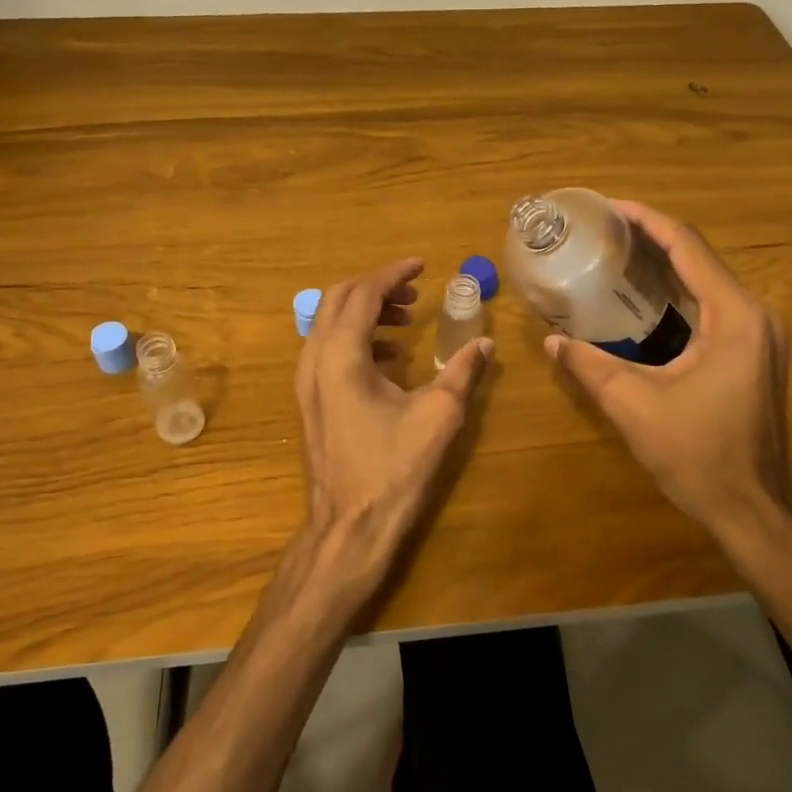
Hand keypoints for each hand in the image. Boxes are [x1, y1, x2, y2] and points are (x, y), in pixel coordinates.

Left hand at [291, 258, 493, 619]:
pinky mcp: (309, 400)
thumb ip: (462, 372)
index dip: (393, 274)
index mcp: (341, 355)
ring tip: (406, 319)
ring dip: (366, 312)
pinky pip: (327, 349)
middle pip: (338, 299)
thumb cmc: (393, 469)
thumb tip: (486, 344)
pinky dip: (357, 338)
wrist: (349, 526)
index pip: (363, 293)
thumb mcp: (438, 416)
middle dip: (377, 287)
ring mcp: (306, 381)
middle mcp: (314, 359)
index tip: (422, 265)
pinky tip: (390, 357)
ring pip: (329, 323)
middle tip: (414, 289)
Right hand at [544, 200, 791, 587]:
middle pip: (700, 258)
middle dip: (652, 239)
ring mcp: (762, 335)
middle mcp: (756, 316)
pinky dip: (679, 293)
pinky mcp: (756, 354)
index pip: (688, 248)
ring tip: (617, 254)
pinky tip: (645, 297)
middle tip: (604, 231)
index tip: (610, 206)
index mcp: (734, 317)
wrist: (752, 510)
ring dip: (666, 265)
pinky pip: (714, 306)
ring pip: (708, 281)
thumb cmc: (697, 455)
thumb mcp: (632, 405)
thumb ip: (589, 365)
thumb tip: (552, 340)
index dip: (647, 221)